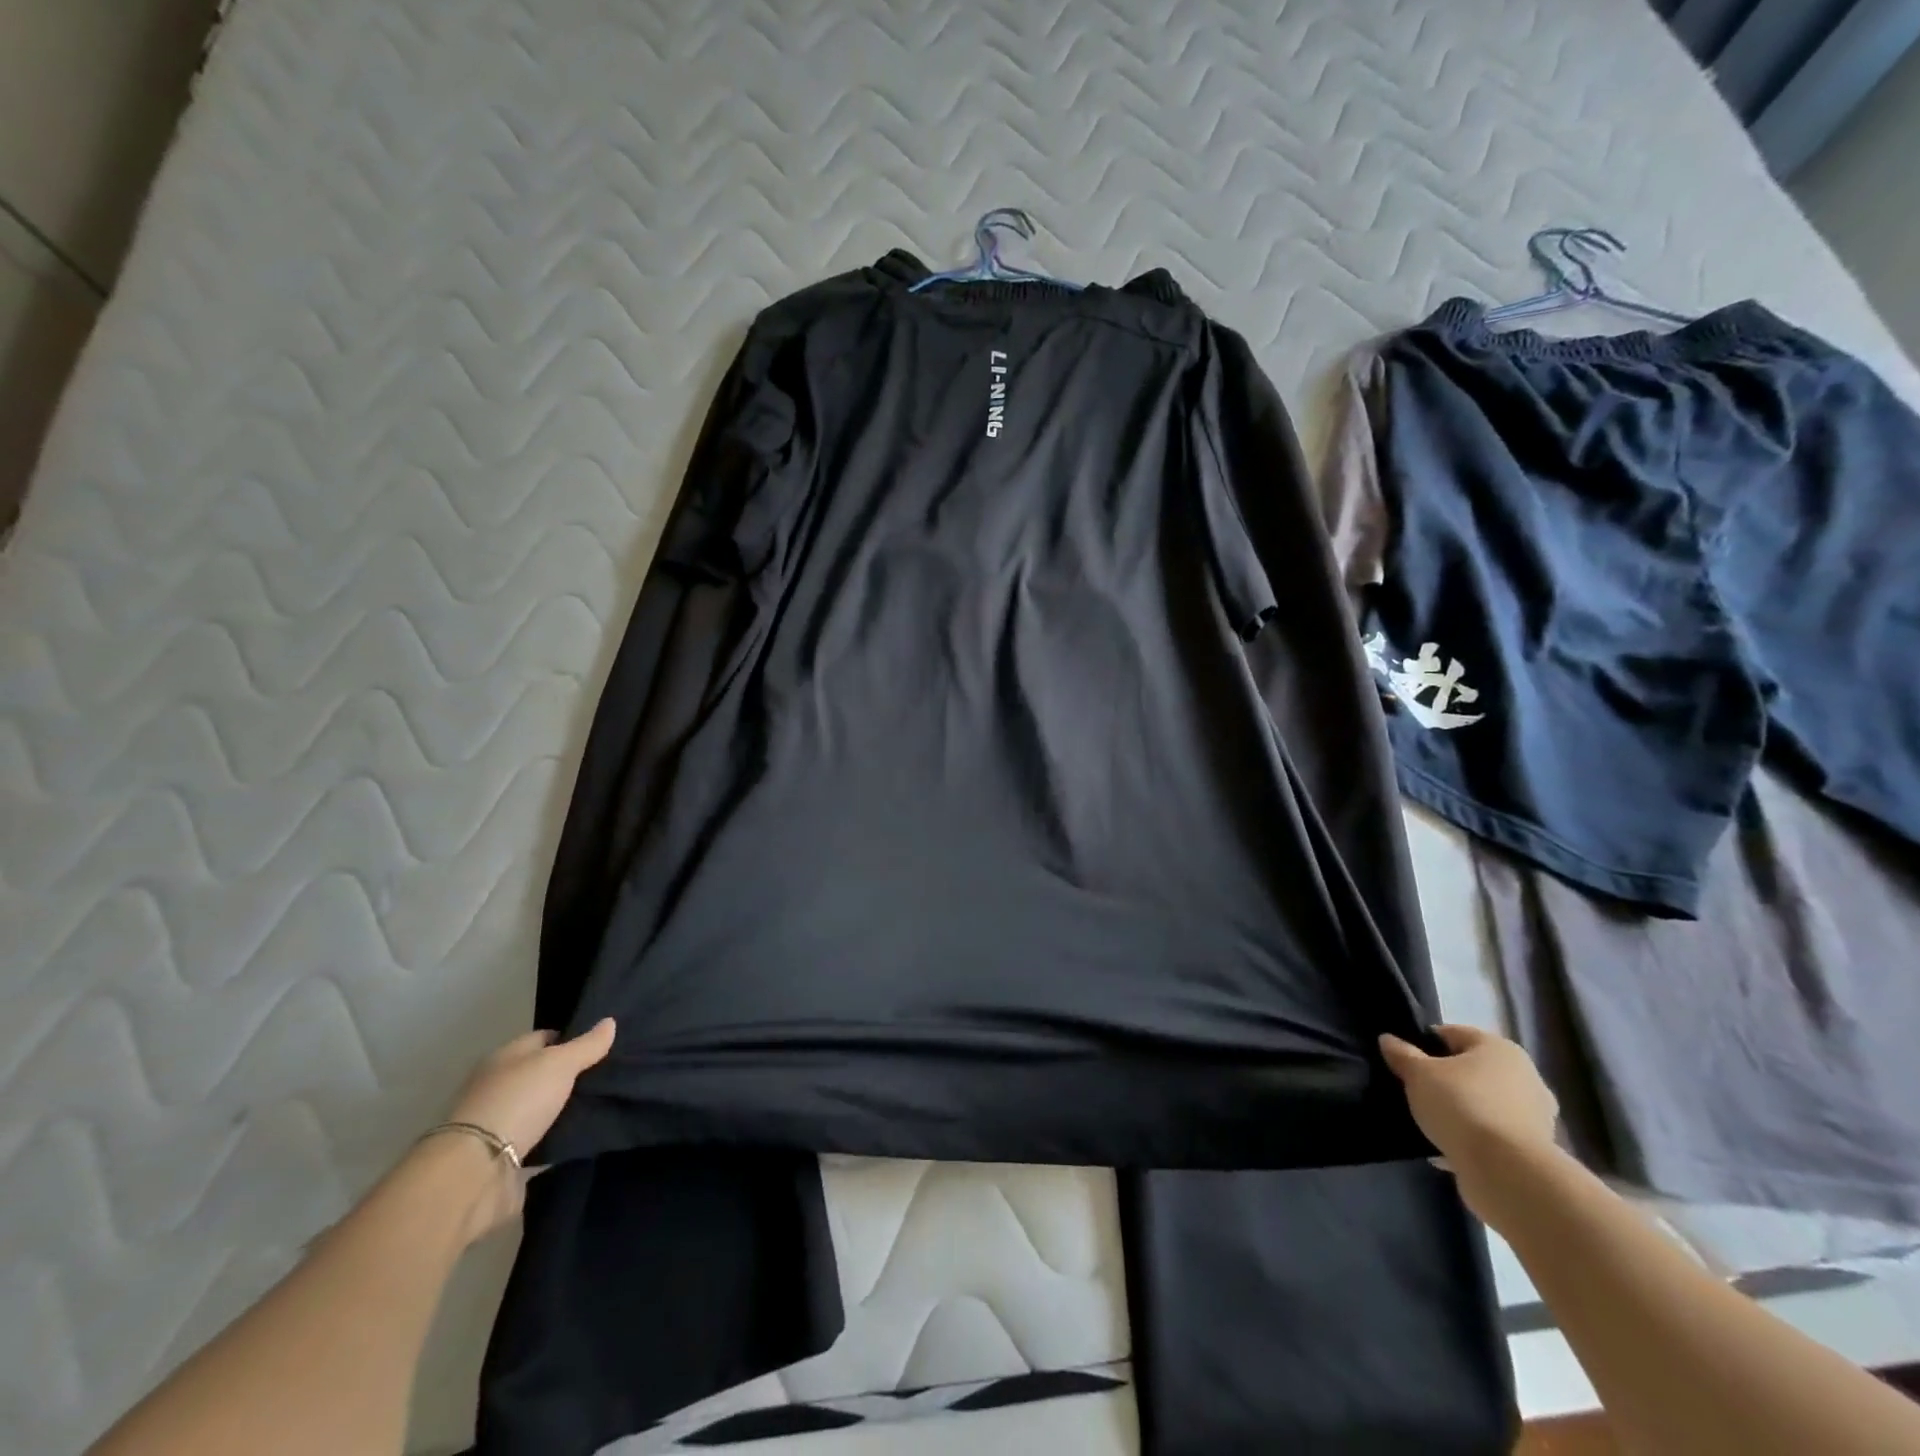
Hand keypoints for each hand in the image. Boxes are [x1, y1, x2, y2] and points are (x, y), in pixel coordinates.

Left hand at [431, 1018, 615, 1239]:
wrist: (477, 1171)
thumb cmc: (518, 1101)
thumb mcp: (560, 1063)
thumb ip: (587, 1045)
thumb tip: (610, 1021)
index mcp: (505, 1058)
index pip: (543, 1038)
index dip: (571, 1039)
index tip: (601, 1047)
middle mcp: (499, 1087)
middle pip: (542, 1074)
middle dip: (571, 1076)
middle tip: (607, 1076)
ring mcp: (500, 1123)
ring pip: (541, 1108)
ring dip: (564, 1109)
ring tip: (603, 1105)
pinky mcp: (505, 1158)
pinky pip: (540, 1140)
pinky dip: (557, 1138)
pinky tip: (583, 1134)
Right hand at [1378, 1023, 1558, 1216]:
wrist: (1507, 1172)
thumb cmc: (1462, 1105)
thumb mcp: (1418, 1074)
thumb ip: (1402, 1054)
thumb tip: (1388, 1040)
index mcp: (1500, 1049)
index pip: (1453, 1034)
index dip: (1425, 1043)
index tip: (1405, 1060)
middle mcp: (1525, 1076)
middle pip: (1472, 1069)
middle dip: (1446, 1078)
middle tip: (1417, 1090)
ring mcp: (1536, 1116)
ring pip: (1484, 1102)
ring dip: (1461, 1109)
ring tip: (1431, 1121)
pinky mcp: (1535, 1150)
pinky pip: (1493, 1133)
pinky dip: (1473, 1137)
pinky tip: (1447, 1147)